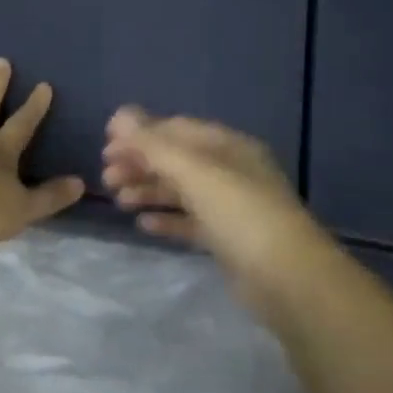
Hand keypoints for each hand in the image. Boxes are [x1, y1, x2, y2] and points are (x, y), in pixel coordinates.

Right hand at [102, 107, 330, 309]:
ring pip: (180, 191)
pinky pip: (190, 222)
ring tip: (119, 201)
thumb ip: (153, 145)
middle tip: (106, 177)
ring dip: (148, 190)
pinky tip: (143, 225)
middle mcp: (230, 170)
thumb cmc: (239, 213)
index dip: (140, 133)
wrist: (287, 277)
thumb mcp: (194, 172)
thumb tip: (119, 115)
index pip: (176, 129)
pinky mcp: (228, 239)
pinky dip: (166, 219)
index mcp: (227, 146)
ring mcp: (231, 206)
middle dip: (140, 164)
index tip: (105, 146)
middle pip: (176, 159)